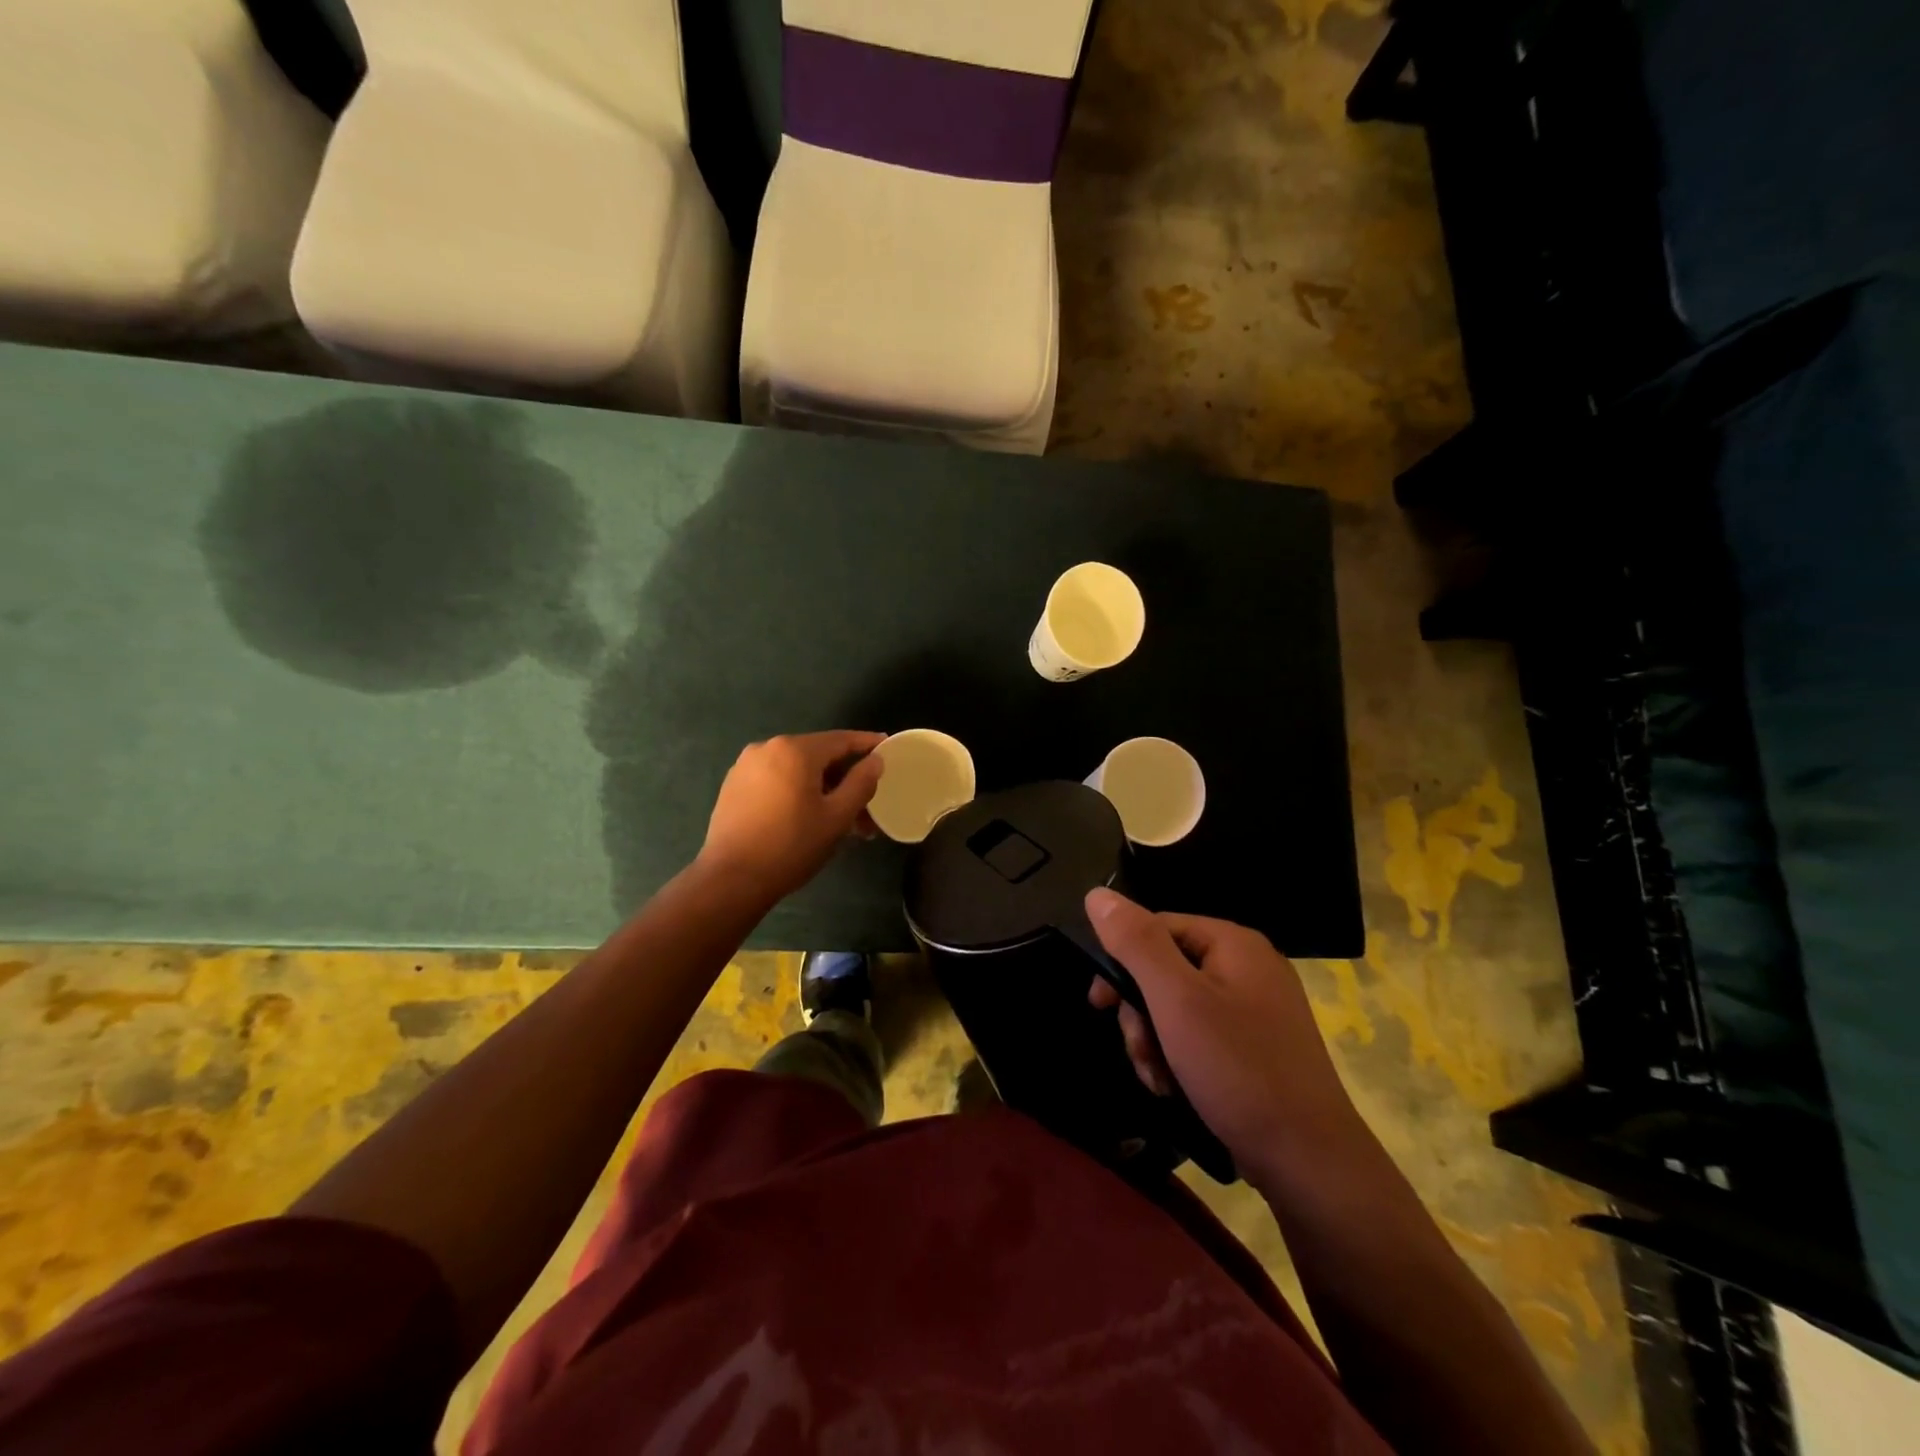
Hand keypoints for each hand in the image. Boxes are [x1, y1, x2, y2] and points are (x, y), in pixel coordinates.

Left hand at [698, 732, 886, 902]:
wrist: (731, 879)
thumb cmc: (792, 846)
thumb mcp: (837, 817)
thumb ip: (861, 783)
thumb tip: (875, 760)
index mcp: (795, 750)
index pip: (841, 739)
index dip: (867, 743)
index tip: (887, 745)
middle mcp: (768, 748)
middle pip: (818, 755)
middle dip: (845, 777)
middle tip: (867, 803)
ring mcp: (746, 766)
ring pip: (796, 770)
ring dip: (821, 788)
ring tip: (839, 818)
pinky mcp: (734, 785)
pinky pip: (776, 779)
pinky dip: (796, 791)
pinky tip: (807, 816)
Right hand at [1085, 888, 1368, 1194]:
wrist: (1309, 1164)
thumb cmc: (1238, 1070)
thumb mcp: (1176, 1000)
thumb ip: (1136, 943)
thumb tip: (1097, 894)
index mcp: (1234, 943)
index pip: (1156, 928)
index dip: (1121, 962)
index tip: (1101, 1004)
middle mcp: (1248, 966)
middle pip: (1165, 969)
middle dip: (1141, 1014)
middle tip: (1140, 1053)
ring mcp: (1256, 1008)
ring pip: (1177, 1007)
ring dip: (1155, 1042)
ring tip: (1160, 1080)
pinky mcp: (1256, 1046)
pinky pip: (1200, 1035)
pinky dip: (1179, 1058)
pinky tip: (1176, 1089)